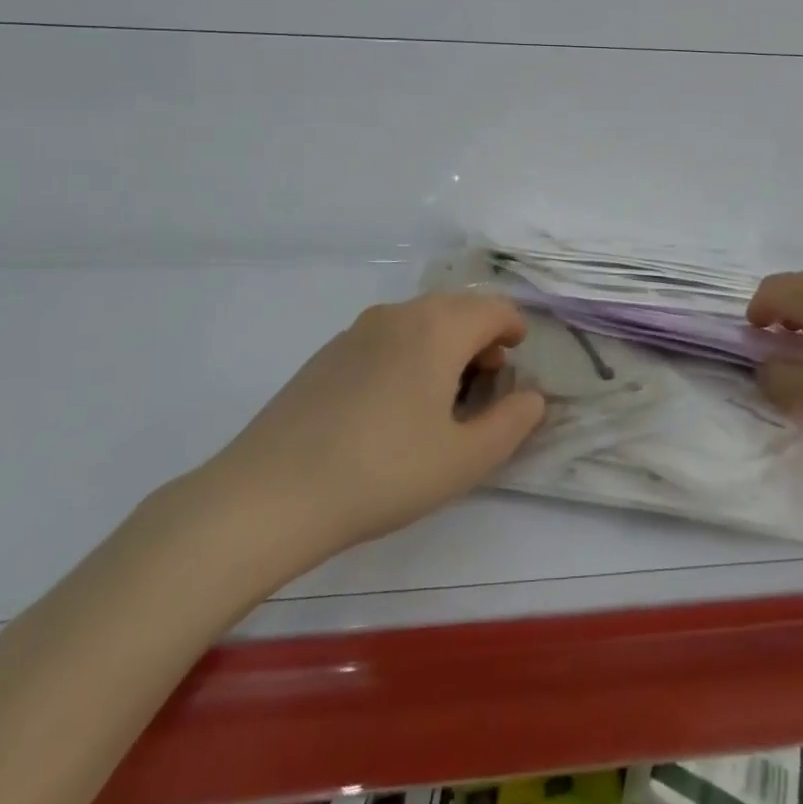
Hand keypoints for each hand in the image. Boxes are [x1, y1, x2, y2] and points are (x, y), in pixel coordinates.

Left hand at [195, 294, 545, 568]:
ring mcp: (357, 330)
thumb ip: (512, 424)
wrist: (270, 493)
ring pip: (420, 322)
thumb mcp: (464, 460)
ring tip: (441, 399)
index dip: (515, 330)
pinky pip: (386, 338)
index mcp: (438, 327)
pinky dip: (408, 355)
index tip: (516, 361)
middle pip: (457, 309)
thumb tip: (532, 398)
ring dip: (444, 346)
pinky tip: (392, 407)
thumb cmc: (383, 472)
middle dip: (480, 338)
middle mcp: (400, 314)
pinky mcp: (327, 353)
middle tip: (485, 385)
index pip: (494, 309)